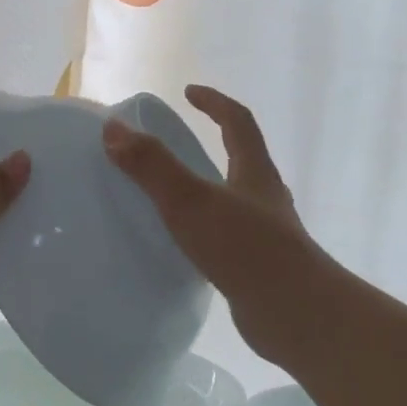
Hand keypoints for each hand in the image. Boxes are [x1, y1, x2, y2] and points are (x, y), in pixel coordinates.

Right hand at [103, 86, 332, 363]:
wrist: (294, 313)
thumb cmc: (245, 248)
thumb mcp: (191, 201)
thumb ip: (152, 165)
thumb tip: (113, 129)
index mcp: (255, 172)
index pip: (238, 122)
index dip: (214, 102)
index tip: (188, 92)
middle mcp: (265, 197)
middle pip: (241, 159)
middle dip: (212, 144)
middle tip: (174, 145)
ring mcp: (265, 234)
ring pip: (234, 200)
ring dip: (207, 189)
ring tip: (170, 196)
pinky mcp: (257, 266)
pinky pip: (226, 236)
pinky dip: (204, 229)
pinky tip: (183, 246)